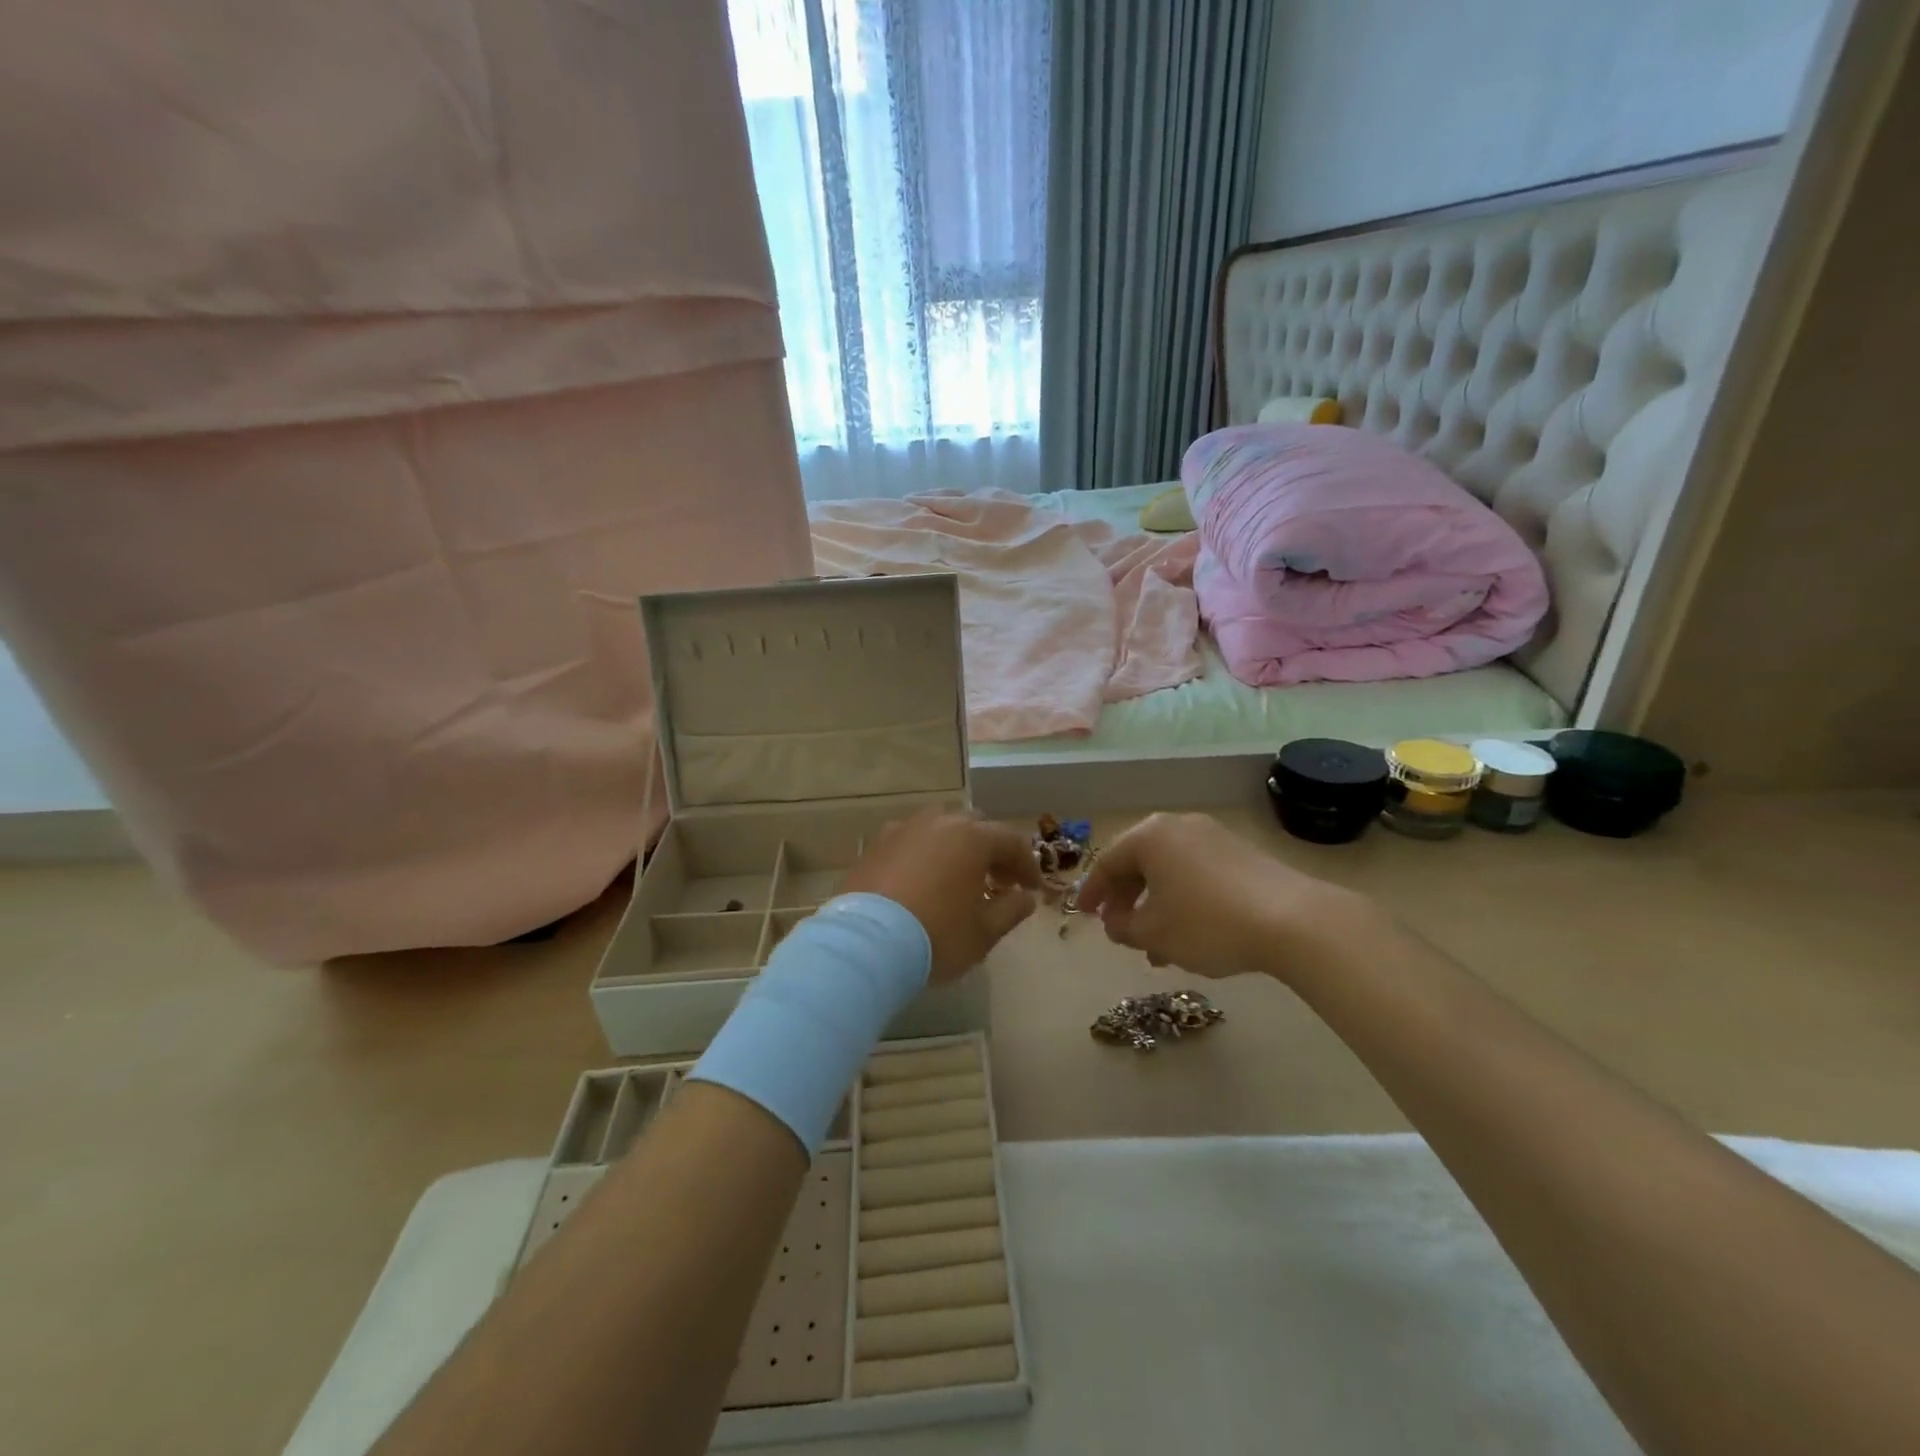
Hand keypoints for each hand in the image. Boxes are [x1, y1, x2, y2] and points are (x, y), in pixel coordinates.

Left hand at [842, 809, 1039, 982]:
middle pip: (975, 827)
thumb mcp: (984, 932)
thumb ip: (1010, 910)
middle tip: (997, 882)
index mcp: (972, 838)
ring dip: (956, 848)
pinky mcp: (875, 845)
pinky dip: (924, 854)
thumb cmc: (936, 936)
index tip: (1032, 890)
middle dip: (991, 851)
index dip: (1026, 866)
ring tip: (958, 878)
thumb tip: (1025, 898)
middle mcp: (938, 823)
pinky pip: (910, 841)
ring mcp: (903, 830)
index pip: (1011, 842)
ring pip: (939, 828)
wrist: (865, 944)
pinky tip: (922, 881)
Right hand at [1075, 812, 1367, 980]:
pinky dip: (1183, 899)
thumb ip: (1123, 927)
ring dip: (1156, 905)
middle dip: (1127, 900)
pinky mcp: (1242, 853)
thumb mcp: (1154, 933)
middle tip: (1120, 931)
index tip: (1085, 916)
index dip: (1092, 892)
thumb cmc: (1207, 923)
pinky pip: (1196, 873)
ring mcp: (1213, 837)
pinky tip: (1189, 934)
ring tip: (1156, 947)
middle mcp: (1178, 826)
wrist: (1294, 921)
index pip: (1107, 862)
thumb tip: (1115, 921)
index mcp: (1149, 836)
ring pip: (1170, 871)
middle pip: (1139, 863)